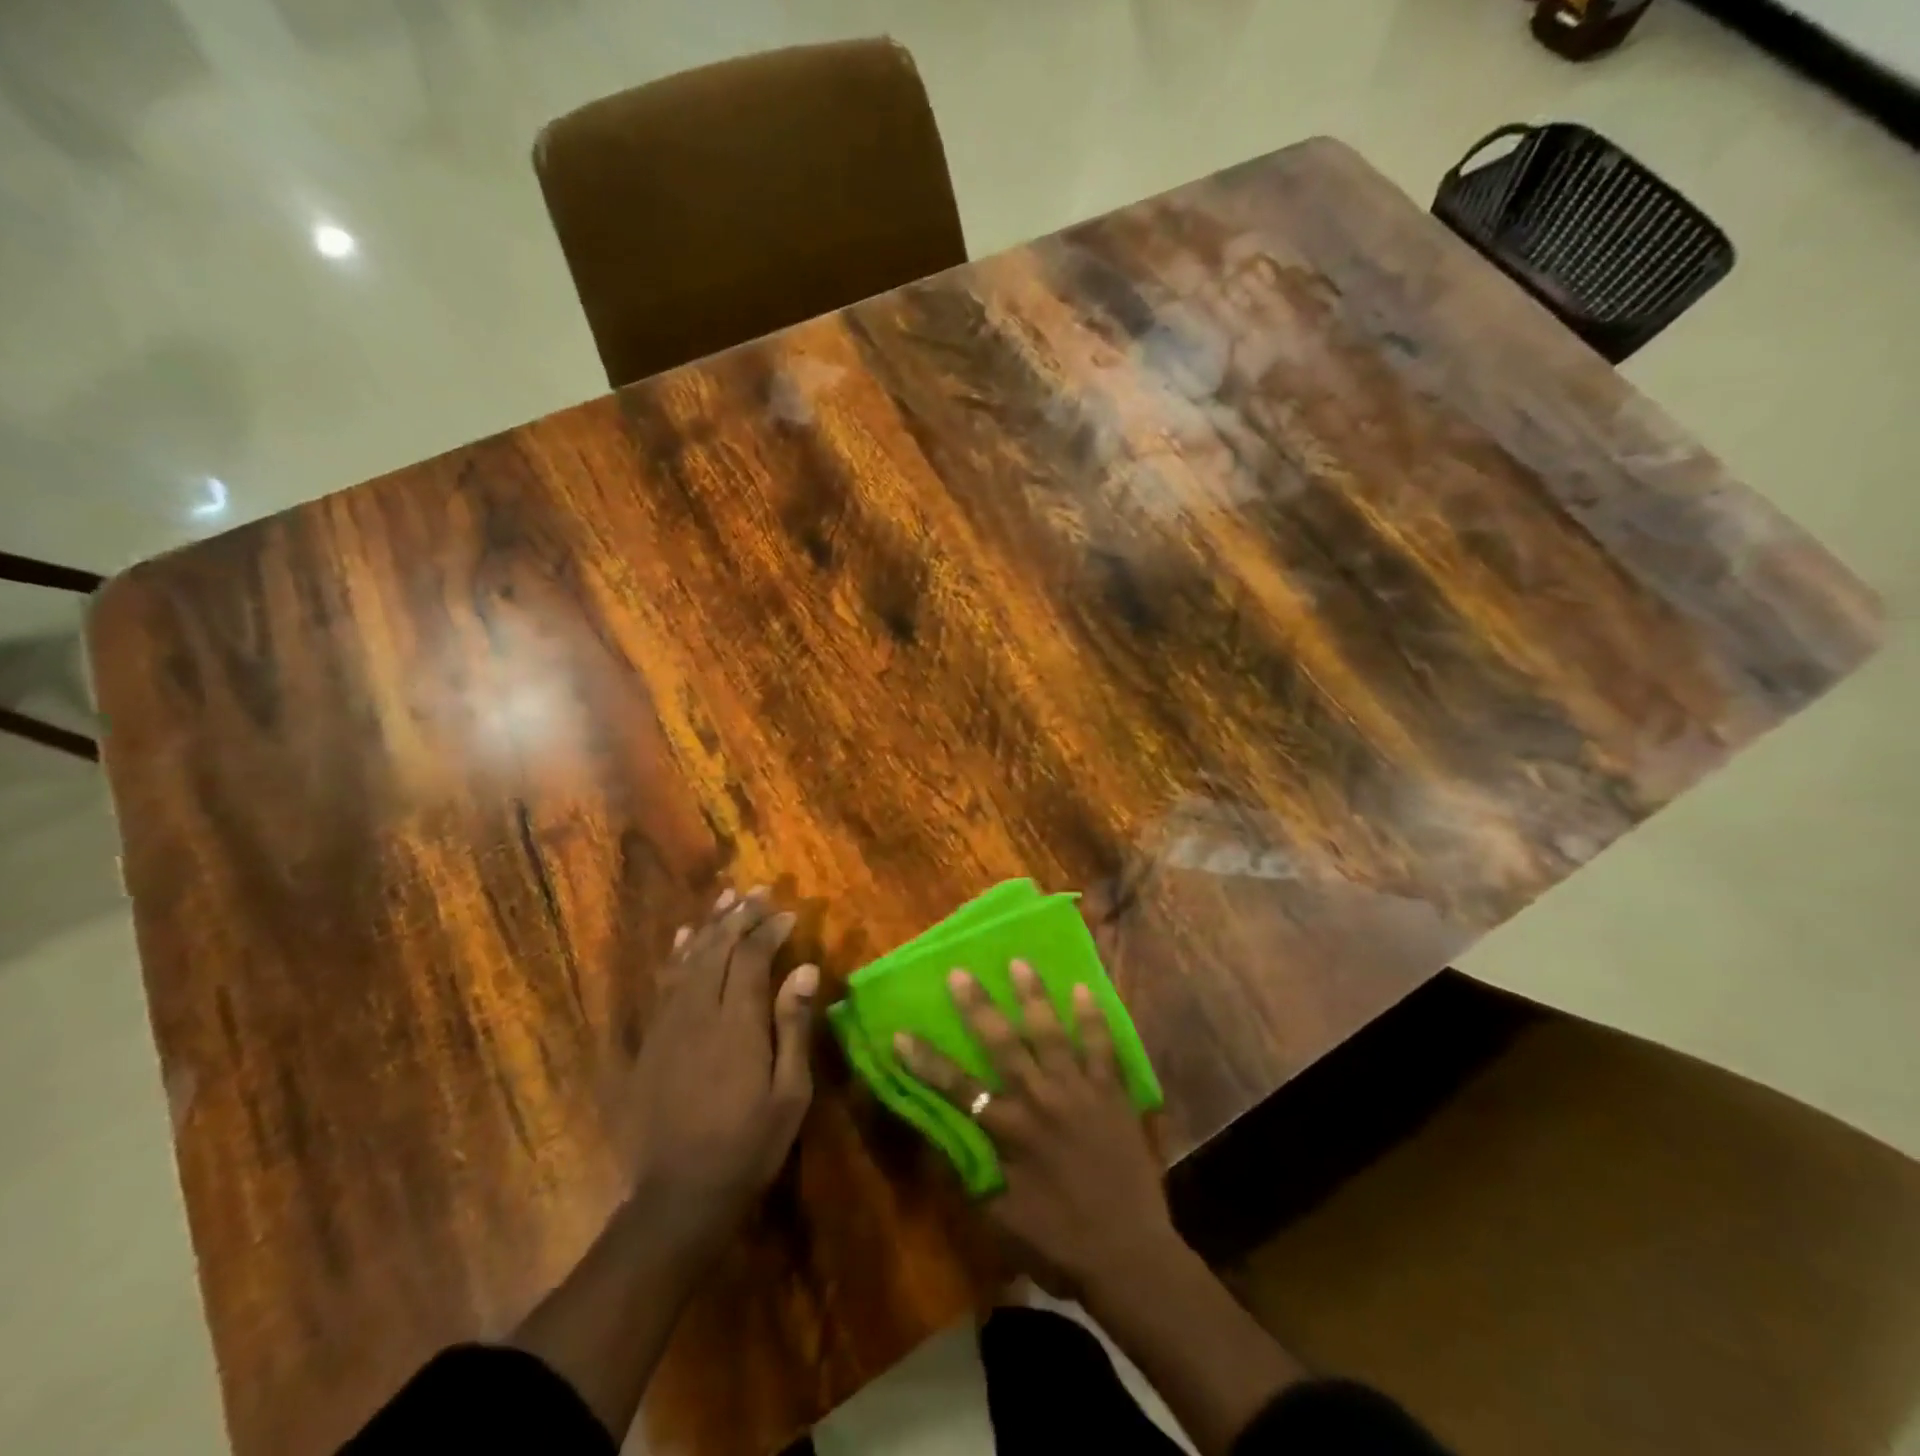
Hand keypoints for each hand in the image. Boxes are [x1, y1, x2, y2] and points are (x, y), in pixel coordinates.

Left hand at [618, 887, 817, 1260]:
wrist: (679, 1195)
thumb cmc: (749, 1144)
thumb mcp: (789, 1092)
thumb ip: (793, 1026)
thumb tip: (804, 969)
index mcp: (736, 1023)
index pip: (751, 958)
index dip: (769, 930)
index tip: (789, 913)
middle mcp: (698, 1012)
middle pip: (717, 949)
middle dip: (740, 916)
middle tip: (760, 891)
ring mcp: (669, 1025)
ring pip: (688, 959)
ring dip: (710, 925)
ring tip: (726, 897)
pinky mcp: (651, 1041)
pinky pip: (664, 983)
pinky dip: (677, 954)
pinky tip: (685, 937)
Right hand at [896, 962, 1177, 1300]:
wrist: (1129, 1255)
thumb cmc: (1059, 1242)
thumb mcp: (1001, 1219)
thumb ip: (970, 1174)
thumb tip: (940, 1139)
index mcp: (1010, 1132)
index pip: (957, 1089)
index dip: (926, 1062)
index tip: (900, 1033)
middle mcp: (1040, 1100)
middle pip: (1002, 1044)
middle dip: (977, 1007)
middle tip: (960, 971)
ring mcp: (1079, 1091)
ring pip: (1050, 1033)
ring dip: (1032, 996)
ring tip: (1019, 961)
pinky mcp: (1112, 1093)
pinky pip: (1101, 1046)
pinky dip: (1092, 1017)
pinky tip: (1083, 989)